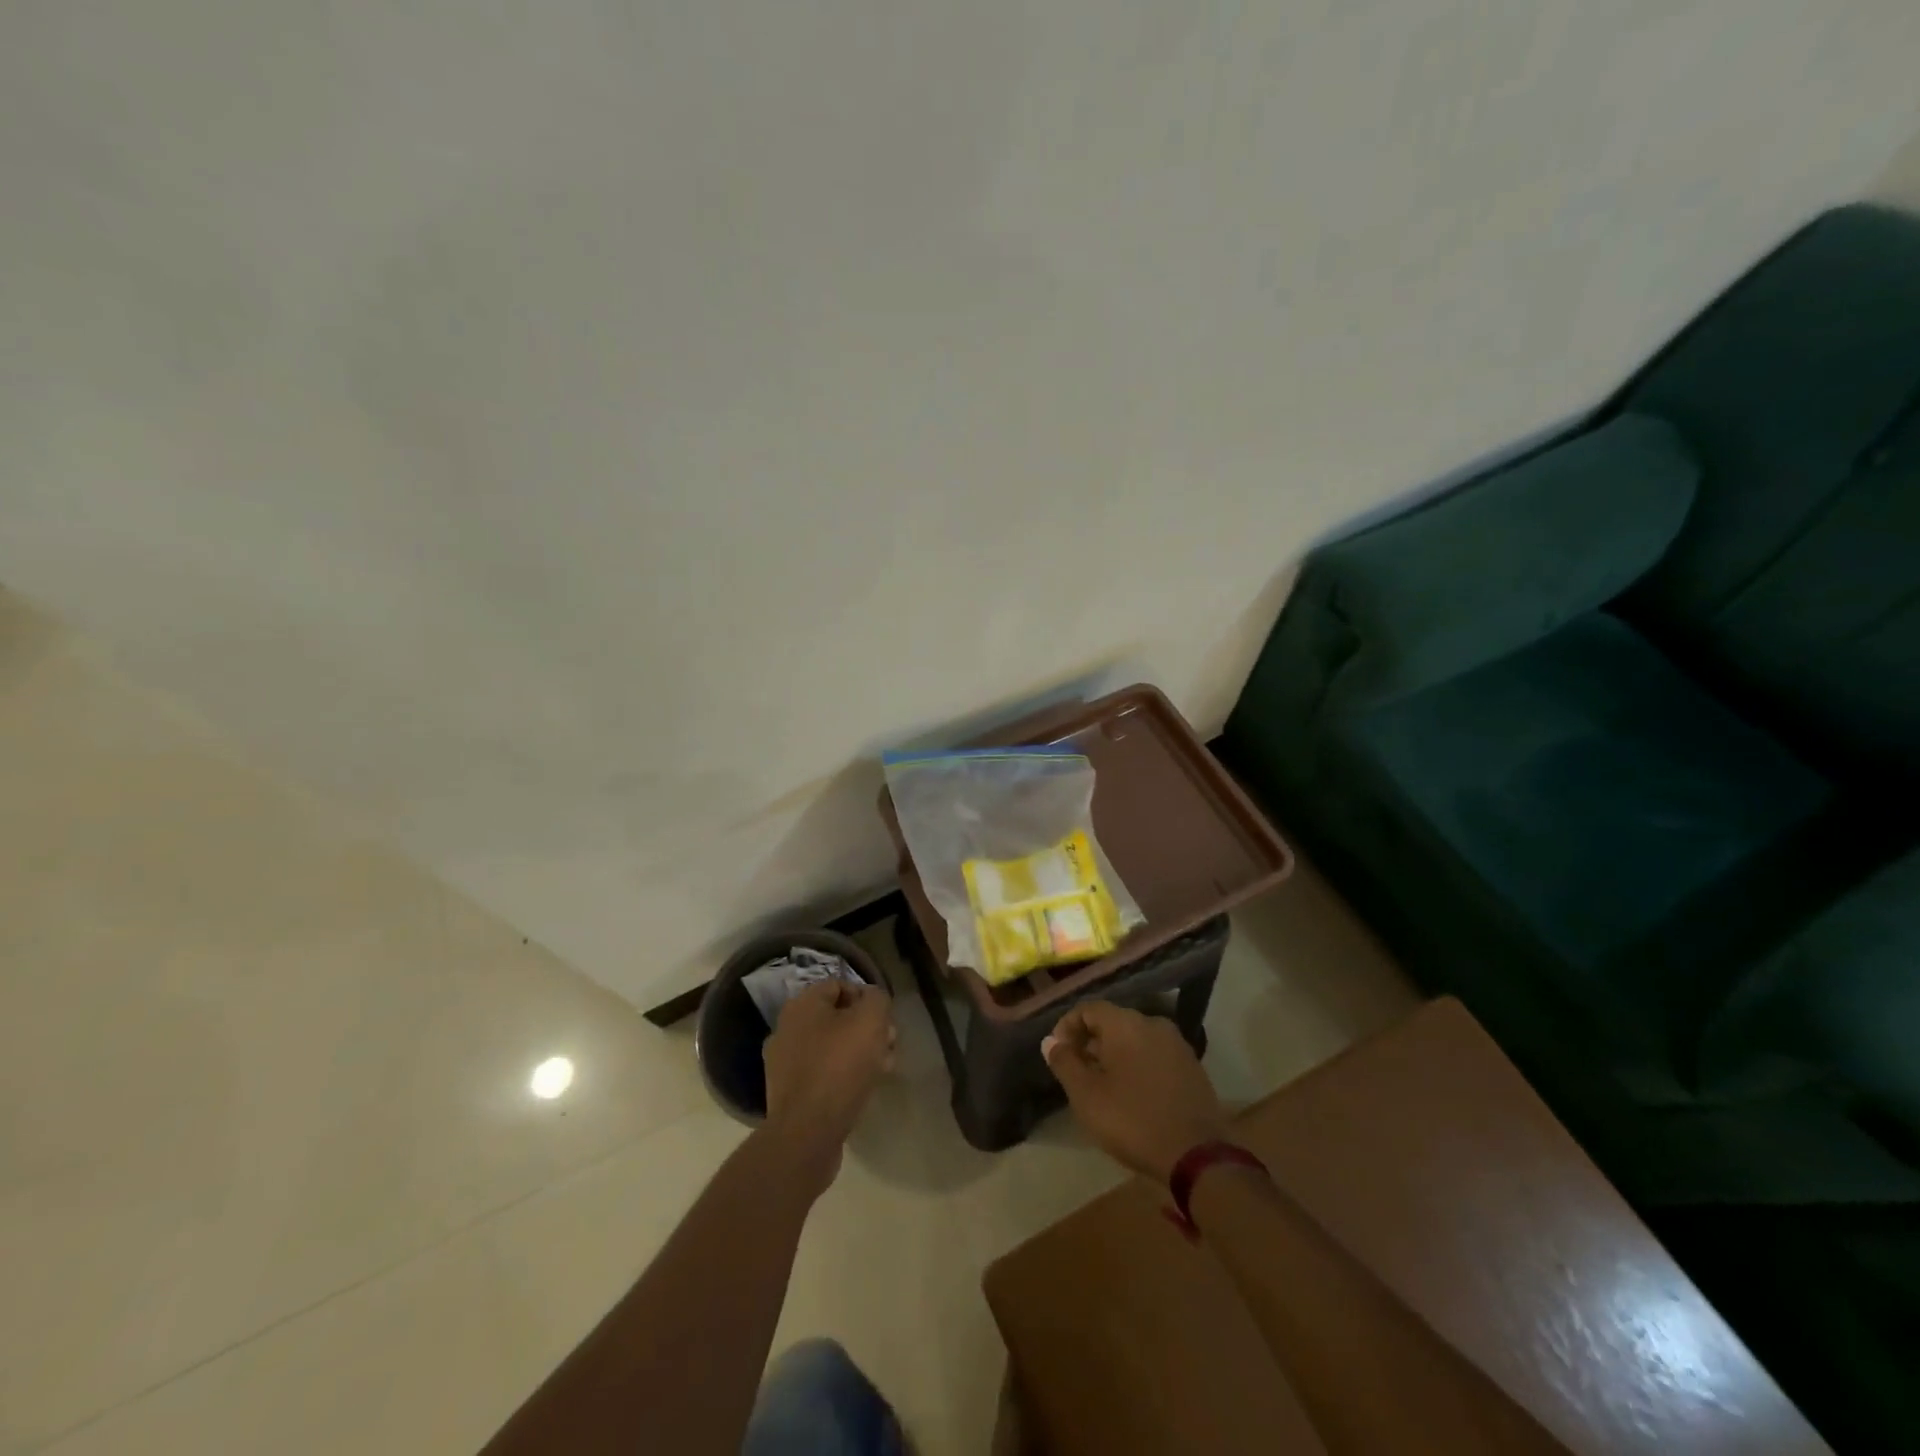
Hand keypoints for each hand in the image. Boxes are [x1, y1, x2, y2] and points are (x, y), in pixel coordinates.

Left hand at [761, 979, 896, 1191]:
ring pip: (831, 1047)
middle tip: (888, 1044)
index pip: (839, 985)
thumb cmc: (839, 1067)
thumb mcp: (870, 1021)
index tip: (885, 1019)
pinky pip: (822, 1073)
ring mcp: (784, 1063)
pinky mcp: (789, 1093)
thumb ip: (877, 999)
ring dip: (859, 1052)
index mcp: (801, 1005)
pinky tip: (862, 1088)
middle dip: (867, 1028)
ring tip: (882, 1068)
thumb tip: (873, 998)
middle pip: (836, 1018)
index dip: (867, 997)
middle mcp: (786, 1028)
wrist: (806, 1133)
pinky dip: (843, 1075)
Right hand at [1042, 1001, 1227, 1182]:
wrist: (1196, 1155)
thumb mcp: (1086, 1095)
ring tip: (1104, 1085)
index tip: (1058, 1053)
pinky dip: (1138, 1065)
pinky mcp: (1192, 1066)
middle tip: (1078, 1072)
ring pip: (1135, 1039)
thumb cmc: (1132, 1120)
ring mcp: (1177, 1044)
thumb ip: (1065, 1062)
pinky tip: (1133, 1093)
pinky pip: (1155, 1055)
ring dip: (1115, 1054)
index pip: (1088, 1009)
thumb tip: (1050, 1041)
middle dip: (1091, 1042)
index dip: (1067, 1027)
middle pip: (1113, 1022)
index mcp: (1125, 1023)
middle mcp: (1153, 1023)